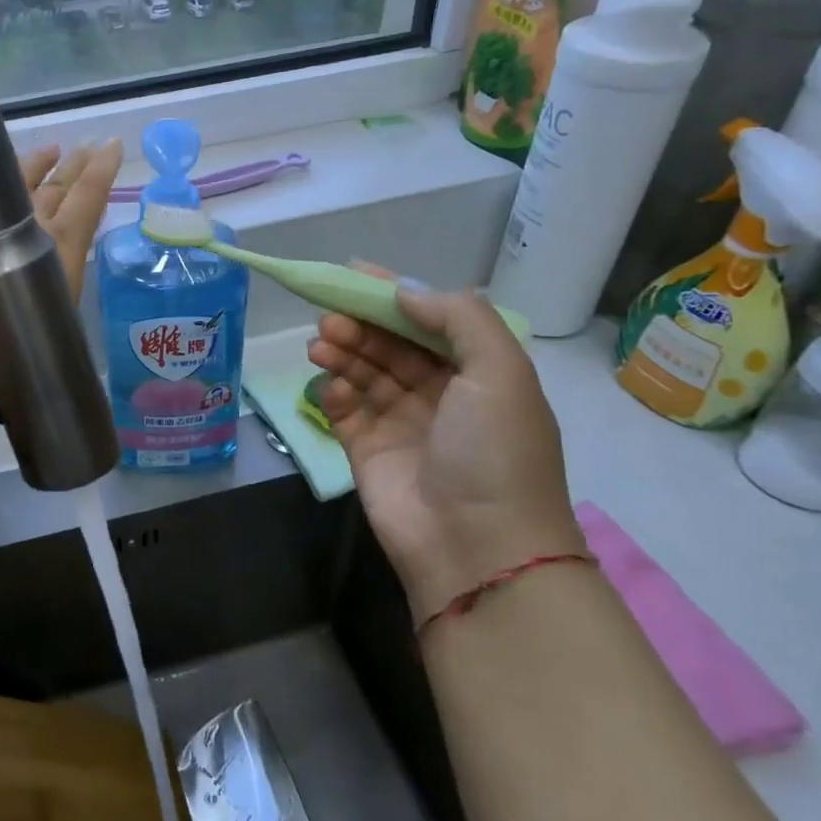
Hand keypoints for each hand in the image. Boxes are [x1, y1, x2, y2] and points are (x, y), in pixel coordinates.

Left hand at [0, 139, 123, 309]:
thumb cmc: (16, 341)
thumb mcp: (57, 314)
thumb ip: (62, 284)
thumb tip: (61, 272)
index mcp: (61, 244)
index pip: (87, 196)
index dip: (102, 170)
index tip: (112, 145)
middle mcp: (31, 226)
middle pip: (57, 186)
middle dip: (76, 164)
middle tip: (90, 146)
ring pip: (20, 183)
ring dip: (38, 165)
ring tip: (51, 151)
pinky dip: (0, 186)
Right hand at [309, 273, 580, 621]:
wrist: (477, 548)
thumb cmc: (495, 452)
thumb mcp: (501, 371)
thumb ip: (458, 318)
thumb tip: (405, 291)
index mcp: (478, 374)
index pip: (429, 321)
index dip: (394, 294)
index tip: (353, 272)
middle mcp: (439, 395)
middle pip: (390, 345)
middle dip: (360, 325)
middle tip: (330, 316)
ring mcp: (401, 424)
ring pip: (364, 373)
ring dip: (342, 353)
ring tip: (319, 344)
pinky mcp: (367, 451)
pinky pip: (345, 410)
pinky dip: (335, 393)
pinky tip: (332, 388)